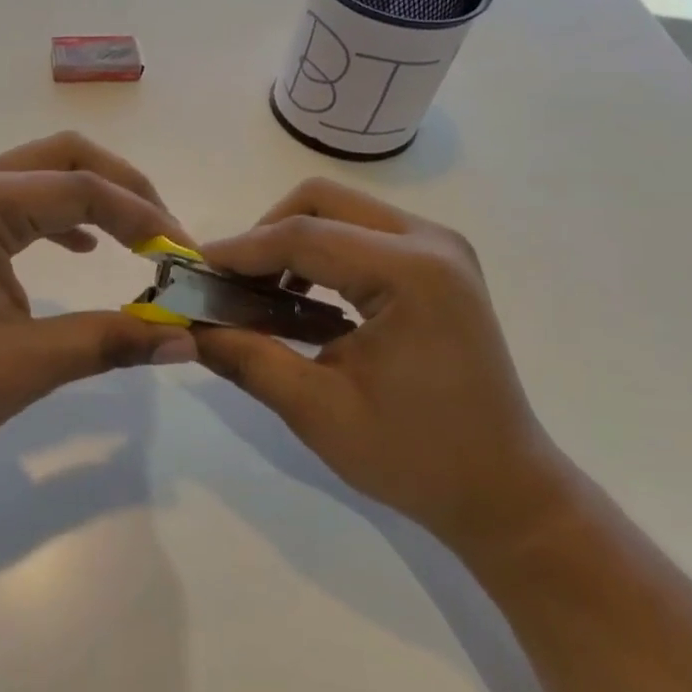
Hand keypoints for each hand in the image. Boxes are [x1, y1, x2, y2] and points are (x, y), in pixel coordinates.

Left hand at [0, 133, 199, 471]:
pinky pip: (17, 209)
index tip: (184, 257)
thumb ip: (109, 341)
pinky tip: (83, 252)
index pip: (83, 189)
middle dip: (122, 188)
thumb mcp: (26, 363)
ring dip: (92, 201)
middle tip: (164, 234)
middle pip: (63, 158)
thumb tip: (187, 340)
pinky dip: (59, 221)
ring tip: (137, 240)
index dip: (143, 218)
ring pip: (39, 178)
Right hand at [193, 179, 566, 554]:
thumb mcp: (317, 411)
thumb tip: (187, 327)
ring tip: (259, 295)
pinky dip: (320, 255)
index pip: (302, 235)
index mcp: (410, 273)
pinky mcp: (438, 265)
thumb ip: (247, 357)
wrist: (505, 490)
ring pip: (340, 211)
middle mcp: (430, 242)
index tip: (192, 271)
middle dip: (265, 234)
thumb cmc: (415, 457)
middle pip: (321, 201)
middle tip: (231, 284)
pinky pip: (361, 233)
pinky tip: (300, 301)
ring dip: (291, 242)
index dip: (239, 250)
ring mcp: (439, 249)